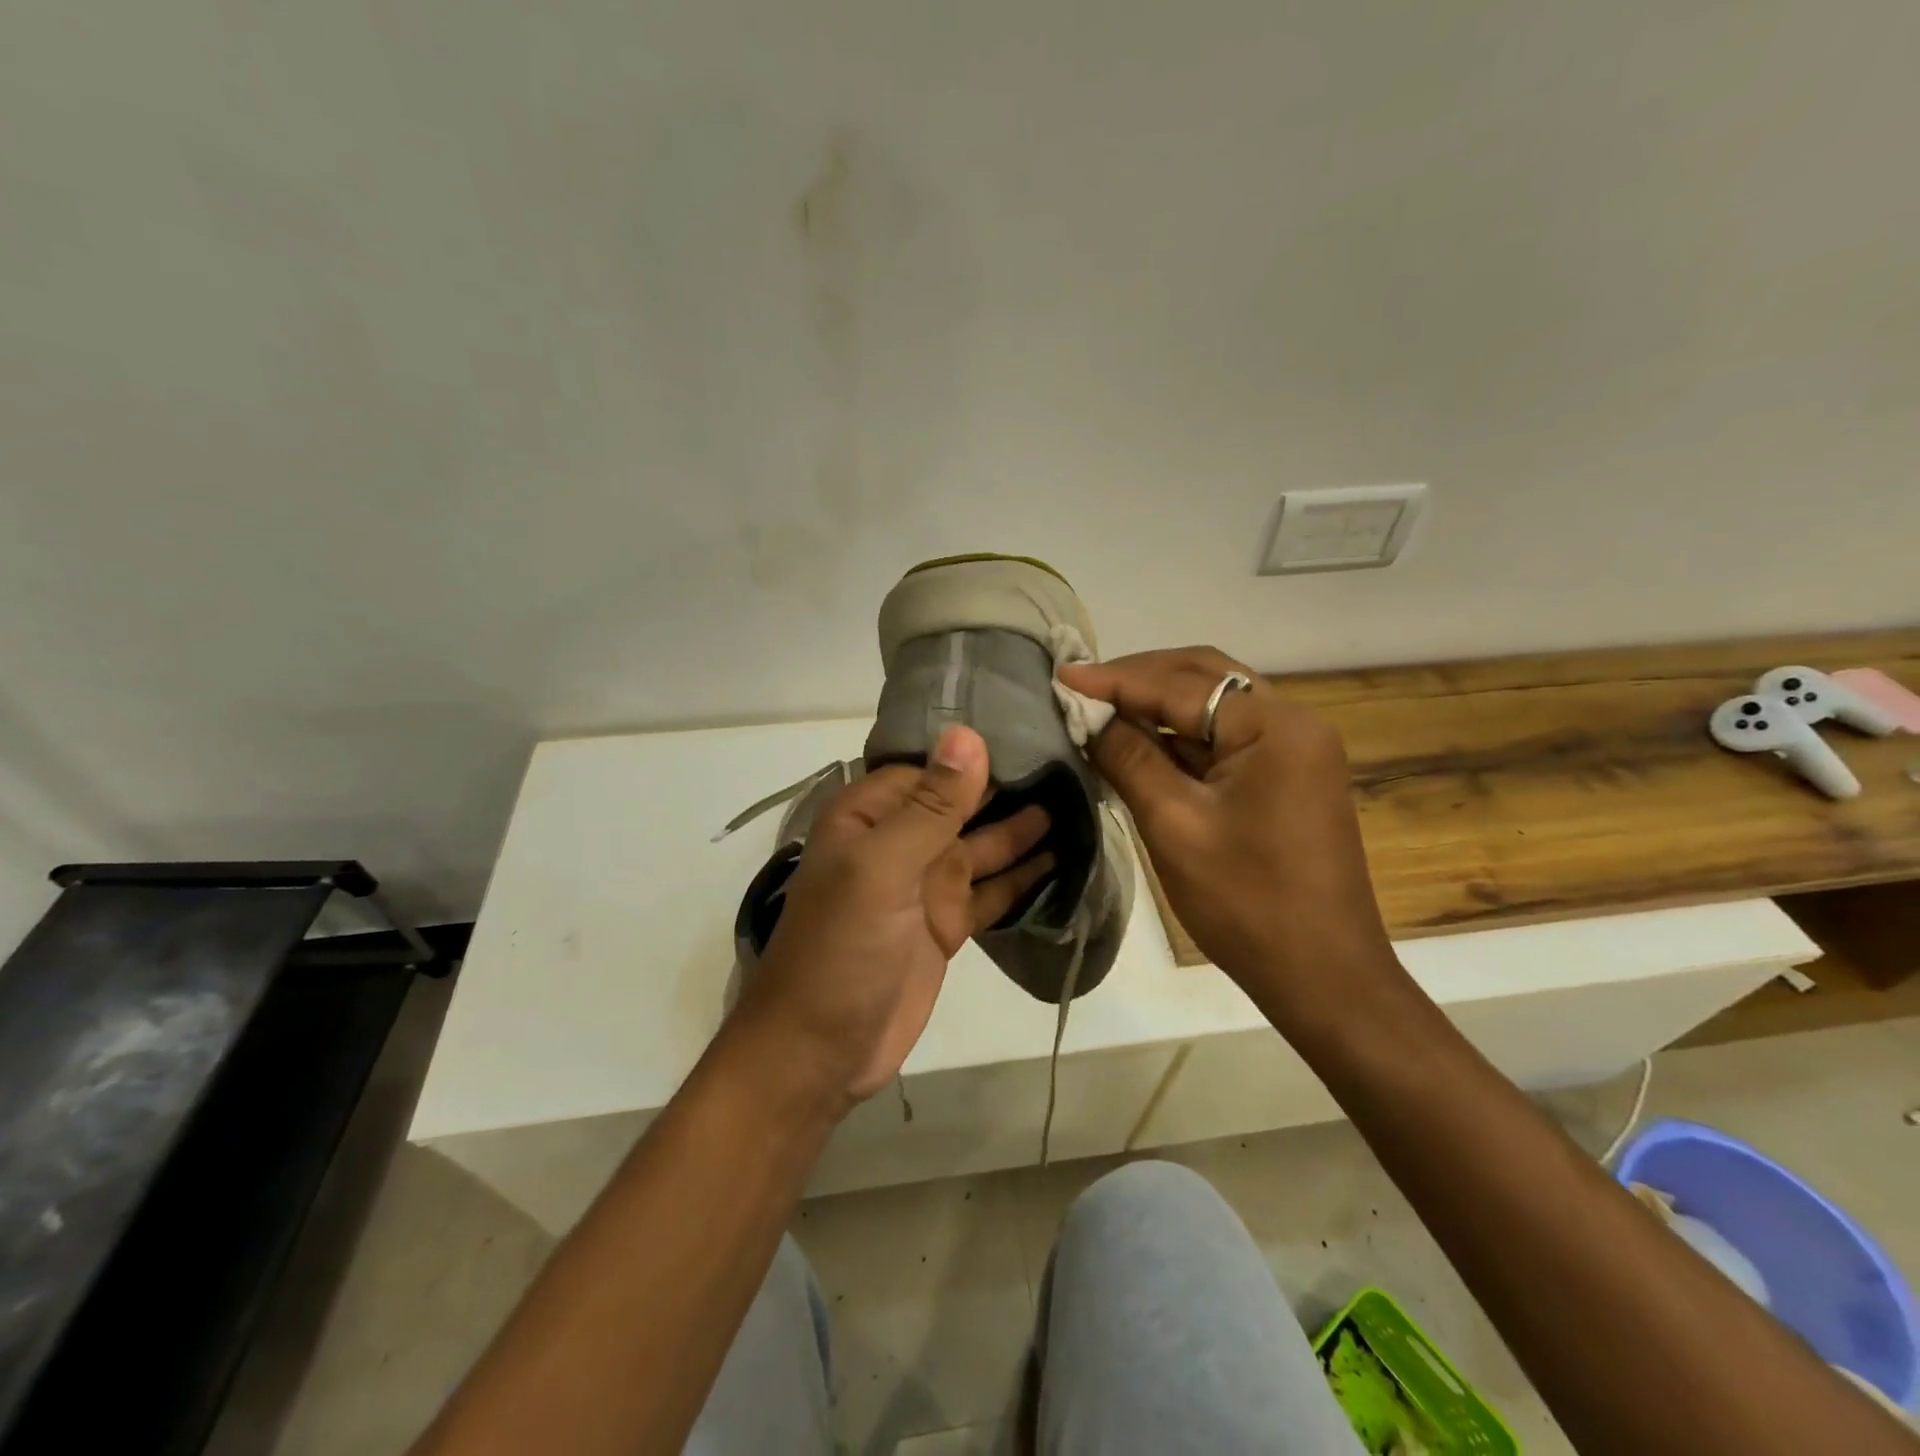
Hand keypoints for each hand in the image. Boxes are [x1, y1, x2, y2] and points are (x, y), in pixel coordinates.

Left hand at [732, 725, 1052, 1110]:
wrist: (820, 1051)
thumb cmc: (841, 948)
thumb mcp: (882, 868)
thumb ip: (930, 806)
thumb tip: (968, 735)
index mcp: (870, 816)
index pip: (930, 766)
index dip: (978, 752)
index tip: (1036, 731)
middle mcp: (898, 841)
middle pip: (962, 803)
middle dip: (1010, 786)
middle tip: (1074, 763)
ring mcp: (925, 884)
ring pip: (984, 844)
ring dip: (1025, 828)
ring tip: (1081, 802)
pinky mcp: (948, 924)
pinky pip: (994, 889)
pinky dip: (1025, 877)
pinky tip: (1065, 858)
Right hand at [1059, 648, 1402, 1025]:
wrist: (1321, 975)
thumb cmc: (1246, 902)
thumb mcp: (1174, 824)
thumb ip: (1129, 758)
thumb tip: (1089, 716)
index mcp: (1275, 727)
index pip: (1180, 686)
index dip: (1115, 680)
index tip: (1061, 676)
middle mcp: (1293, 723)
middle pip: (1205, 679)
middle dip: (1140, 678)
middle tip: (1083, 688)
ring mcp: (1294, 751)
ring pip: (1215, 706)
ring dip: (1159, 704)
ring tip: (1101, 708)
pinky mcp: (1286, 777)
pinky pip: (1225, 738)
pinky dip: (1180, 735)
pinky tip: (1140, 741)